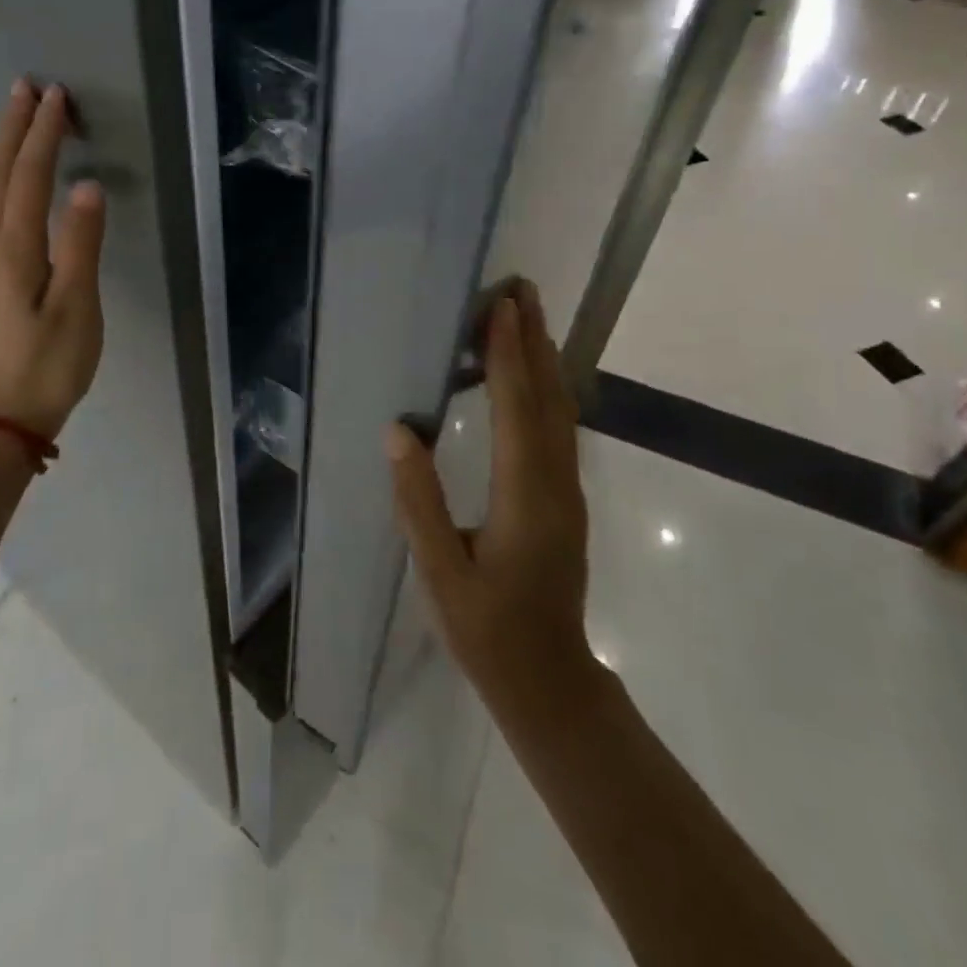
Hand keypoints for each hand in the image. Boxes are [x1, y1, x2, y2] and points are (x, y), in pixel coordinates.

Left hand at [0, 79, 105, 439]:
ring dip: (2, 149)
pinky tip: (8, 179)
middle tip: (26, 88)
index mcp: (13, 249)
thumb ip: (81, 244)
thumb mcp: (76, 307)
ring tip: (17, 119)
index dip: (42, 134)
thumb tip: (87, 185)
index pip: (28, 177)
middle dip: (12, 128)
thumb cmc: (49, 364)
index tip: (55, 96)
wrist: (3, 416)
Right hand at [387, 283, 590, 701]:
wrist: (550, 680)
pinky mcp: (566, 496)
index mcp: (525, 496)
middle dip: (534, 338)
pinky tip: (534, 374)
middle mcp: (556, 482)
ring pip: (560, 409)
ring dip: (544, 357)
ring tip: (528, 315)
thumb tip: (398, 431)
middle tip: (521, 287)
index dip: (507, 355)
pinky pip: (559, 427)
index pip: (516, 409)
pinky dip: (546, 387)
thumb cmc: (488, 631)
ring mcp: (568, 489)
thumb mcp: (439, 574)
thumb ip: (418, 501)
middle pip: (548, 396)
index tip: (501, 306)